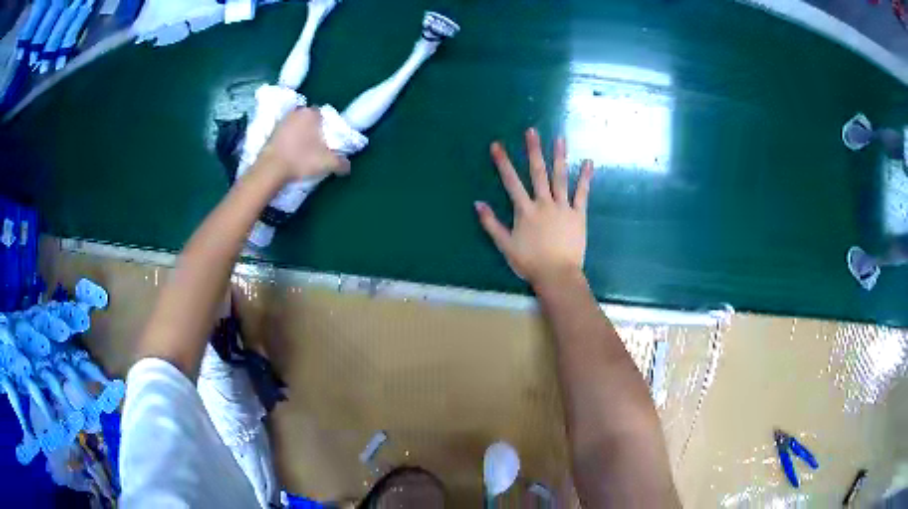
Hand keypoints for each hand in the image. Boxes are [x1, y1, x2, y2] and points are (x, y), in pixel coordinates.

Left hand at [259, 107, 350, 181]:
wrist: (271, 170)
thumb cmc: (301, 160)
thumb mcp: (327, 163)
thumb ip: (341, 163)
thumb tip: (348, 166)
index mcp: (311, 113)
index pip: (323, 115)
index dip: (326, 127)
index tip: (327, 140)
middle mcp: (296, 112)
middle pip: (309, 119)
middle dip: (313, 129)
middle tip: (316, 146)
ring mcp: (281, 121)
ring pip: (296, 126)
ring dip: (300, 135)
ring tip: (303, 151)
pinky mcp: (271, 132)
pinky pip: (285, 134)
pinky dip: (289, 141)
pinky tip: (291, 153)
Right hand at [475, 128, 593, 284]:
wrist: (557, 275)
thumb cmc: (530, 262)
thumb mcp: (505, 245)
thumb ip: (491, 223)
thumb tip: (478, 203)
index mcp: (525, 210)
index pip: (511, 182)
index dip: (503, 162)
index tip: (497, 145)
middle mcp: (543, 203)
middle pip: (538, 173)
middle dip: (533, 151)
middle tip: (532, 131)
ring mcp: (563, 207)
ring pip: (560, 178)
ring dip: (559, 157)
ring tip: (560, 139)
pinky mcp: (578, 215)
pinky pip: (582, 193)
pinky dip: (585, 178)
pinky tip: (589, 162)